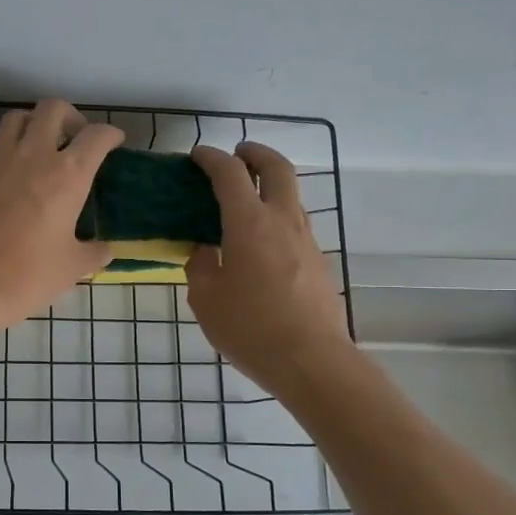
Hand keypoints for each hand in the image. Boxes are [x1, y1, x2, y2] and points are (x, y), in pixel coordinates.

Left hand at [0, 100, 121, 336]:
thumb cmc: (26, 276)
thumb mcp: (71, 268)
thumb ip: (92, 253)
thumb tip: (104, 250)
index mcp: (68, 174)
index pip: (96, 136)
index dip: (110, 135)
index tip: (114, 142)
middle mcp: (34, 155)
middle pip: (53, 109)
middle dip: (70, 116)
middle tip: (76, 138)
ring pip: (18, 117)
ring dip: (35, 123)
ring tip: (42, 145)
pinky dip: (10, 143)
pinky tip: (14, 168)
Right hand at [187, 141, 350, 393]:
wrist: (312, 361)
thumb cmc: (250, 328)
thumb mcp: (206, 299)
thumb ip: (201, 266)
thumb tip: (205, 250)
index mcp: (250, 224)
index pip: (230, 174)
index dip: (211, 158)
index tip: (197, 155)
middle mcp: (283, 221)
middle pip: (277, 168)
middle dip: (256, 153)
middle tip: (238, 153)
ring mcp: (307, 241)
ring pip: (291, 196)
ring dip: (270, 185)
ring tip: (246, 200)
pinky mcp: (318, 262)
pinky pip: (295, 224)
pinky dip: (277, 216)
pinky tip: (260, 242)